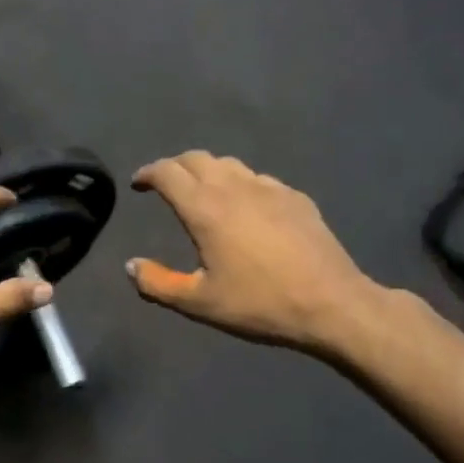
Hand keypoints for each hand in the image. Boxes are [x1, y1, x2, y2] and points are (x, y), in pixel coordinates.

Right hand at [127, 152, 373, 355]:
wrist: (332, 304)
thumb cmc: (259, 304)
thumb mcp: (200, 303)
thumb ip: (158, 283)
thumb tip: (131, 265)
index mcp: (205, 208)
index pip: (167, 172)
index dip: (148, 173)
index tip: (139, 184)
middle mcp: (234, 187)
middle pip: (196, 158)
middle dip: (175, 166)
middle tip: (166, 184)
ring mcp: (269, 188)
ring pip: (229, 164)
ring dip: (207, 171)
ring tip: (203, 192)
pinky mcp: (295, 197)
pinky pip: (258, 179)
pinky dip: (240, 184)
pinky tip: (246, 208)